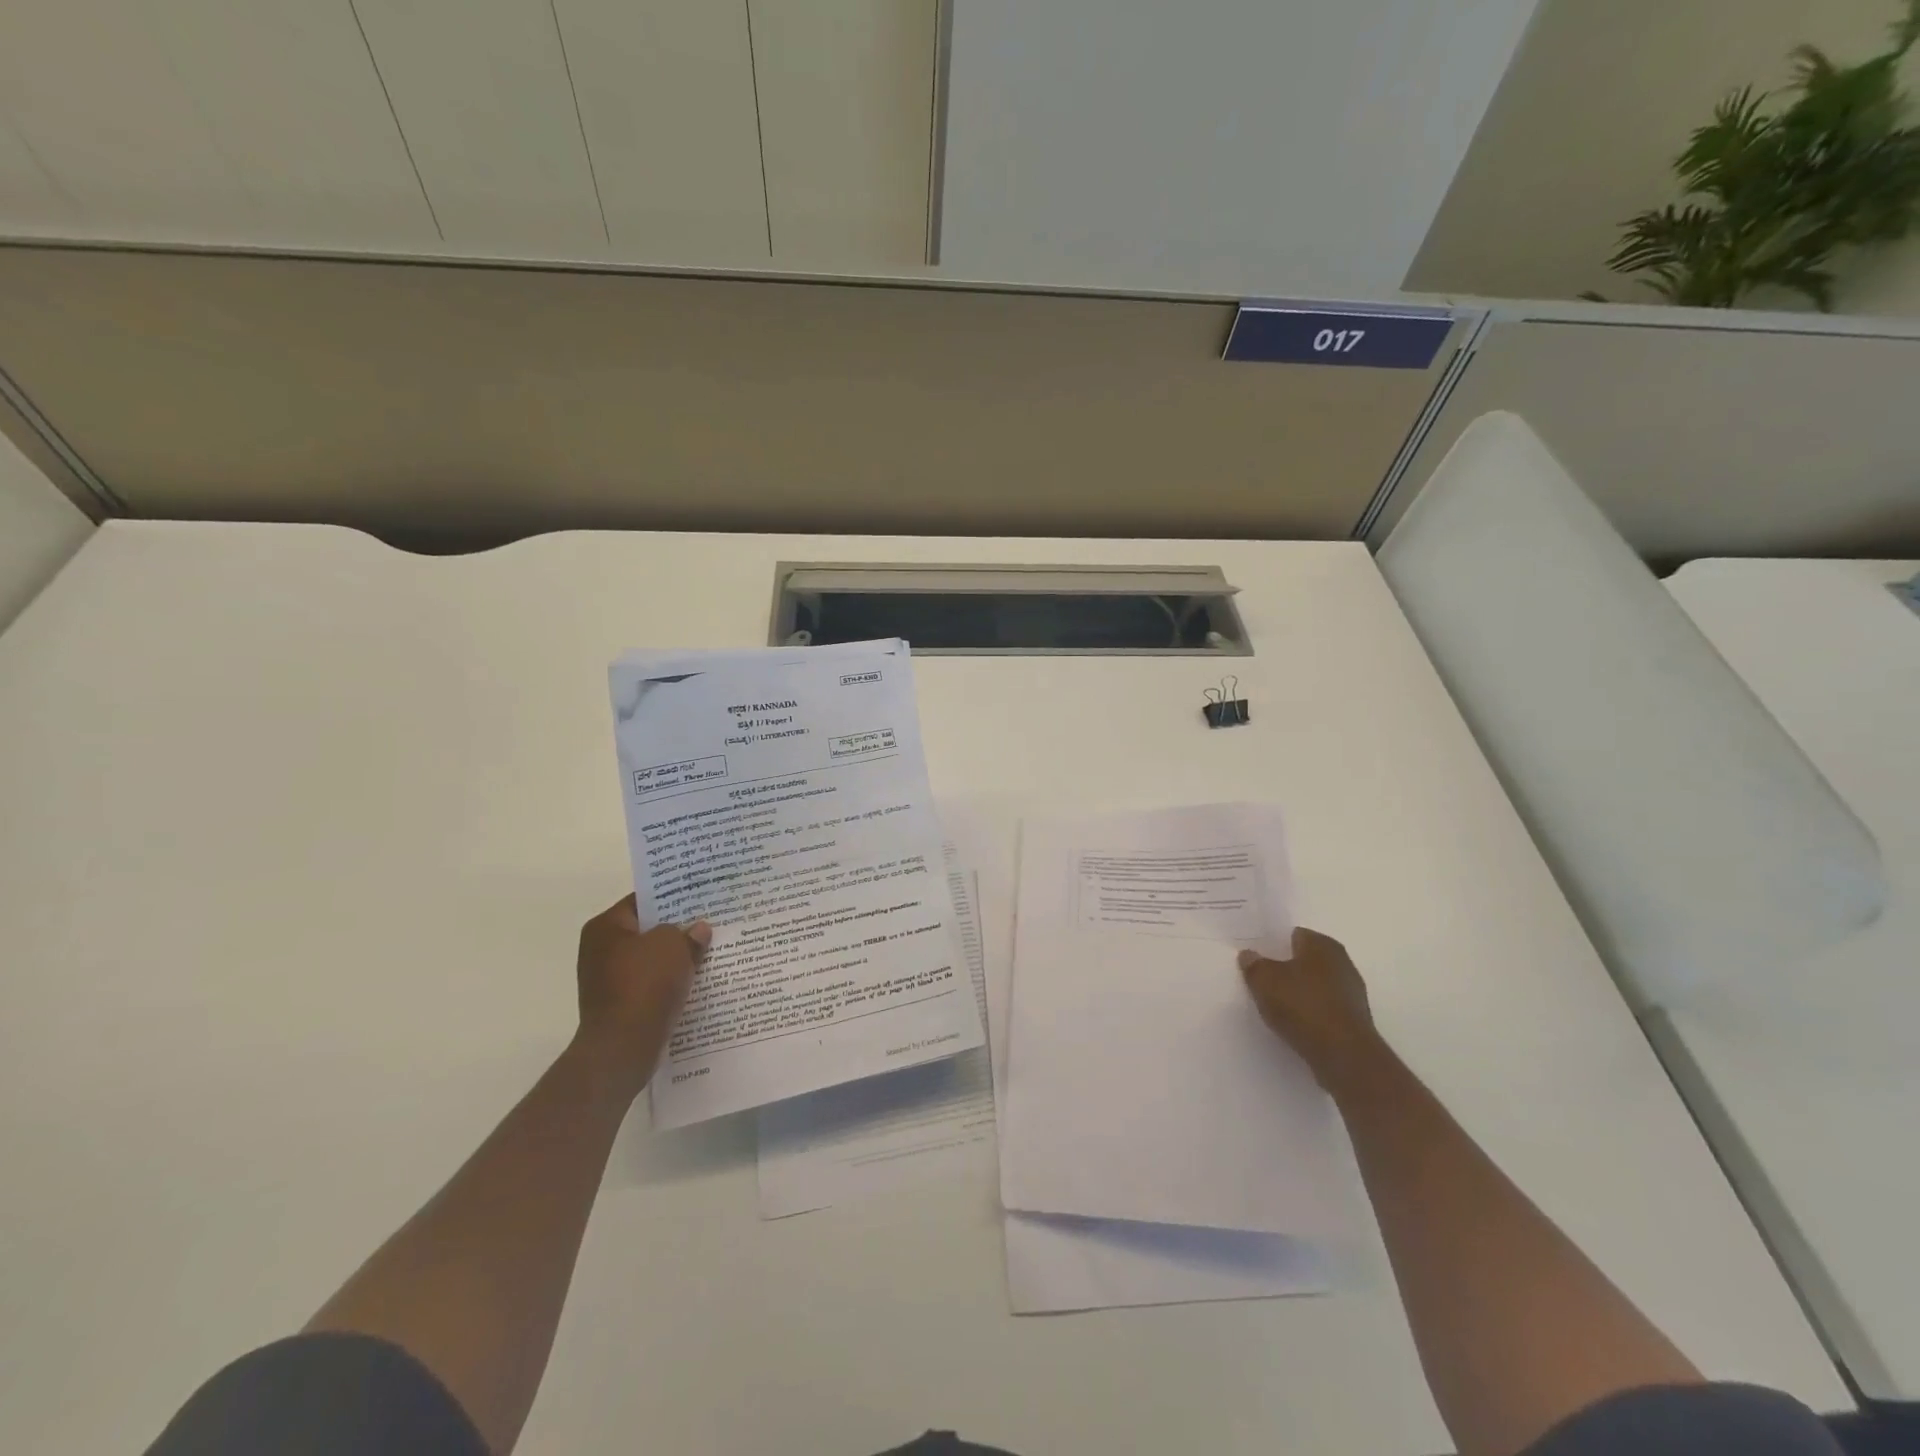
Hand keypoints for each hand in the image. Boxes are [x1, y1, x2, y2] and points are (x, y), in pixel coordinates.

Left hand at [574, 895, 709, 1097]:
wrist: (623, 1047)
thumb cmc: (644, 985)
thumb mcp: (673, 946)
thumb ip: (687, 932)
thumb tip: (698, 930)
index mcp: (605, 928)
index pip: (641, 902)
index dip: (671, 898)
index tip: (699, 897)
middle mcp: (600, 951)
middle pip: (647, 932)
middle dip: (677, 930)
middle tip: (710, 922)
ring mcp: (607, 981)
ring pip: (651, 960)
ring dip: (675, 958)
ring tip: (709, 951)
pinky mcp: (620, 1006)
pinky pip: (651, 985)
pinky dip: (669, 982)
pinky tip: (696, 981)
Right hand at [1239, 927, 1383, 1096]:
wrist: (1344, 1055)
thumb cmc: (1302, 1005)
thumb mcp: (1264, 980)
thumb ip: (1254, 964)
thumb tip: (1249, 955)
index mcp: (1322, 944)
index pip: (1294, 935)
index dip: (1274, 945)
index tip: (1258, 958)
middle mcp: (1342, 962)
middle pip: (1306, 960)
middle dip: (1287, 968)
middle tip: (1263, 980)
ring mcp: (1352, 992)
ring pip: (1316, 985)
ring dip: (1300, 992)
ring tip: (1277, 1005)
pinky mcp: (1355, 1019)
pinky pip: (1324, 1007)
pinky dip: (1311, 1012)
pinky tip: (1296, 1023)